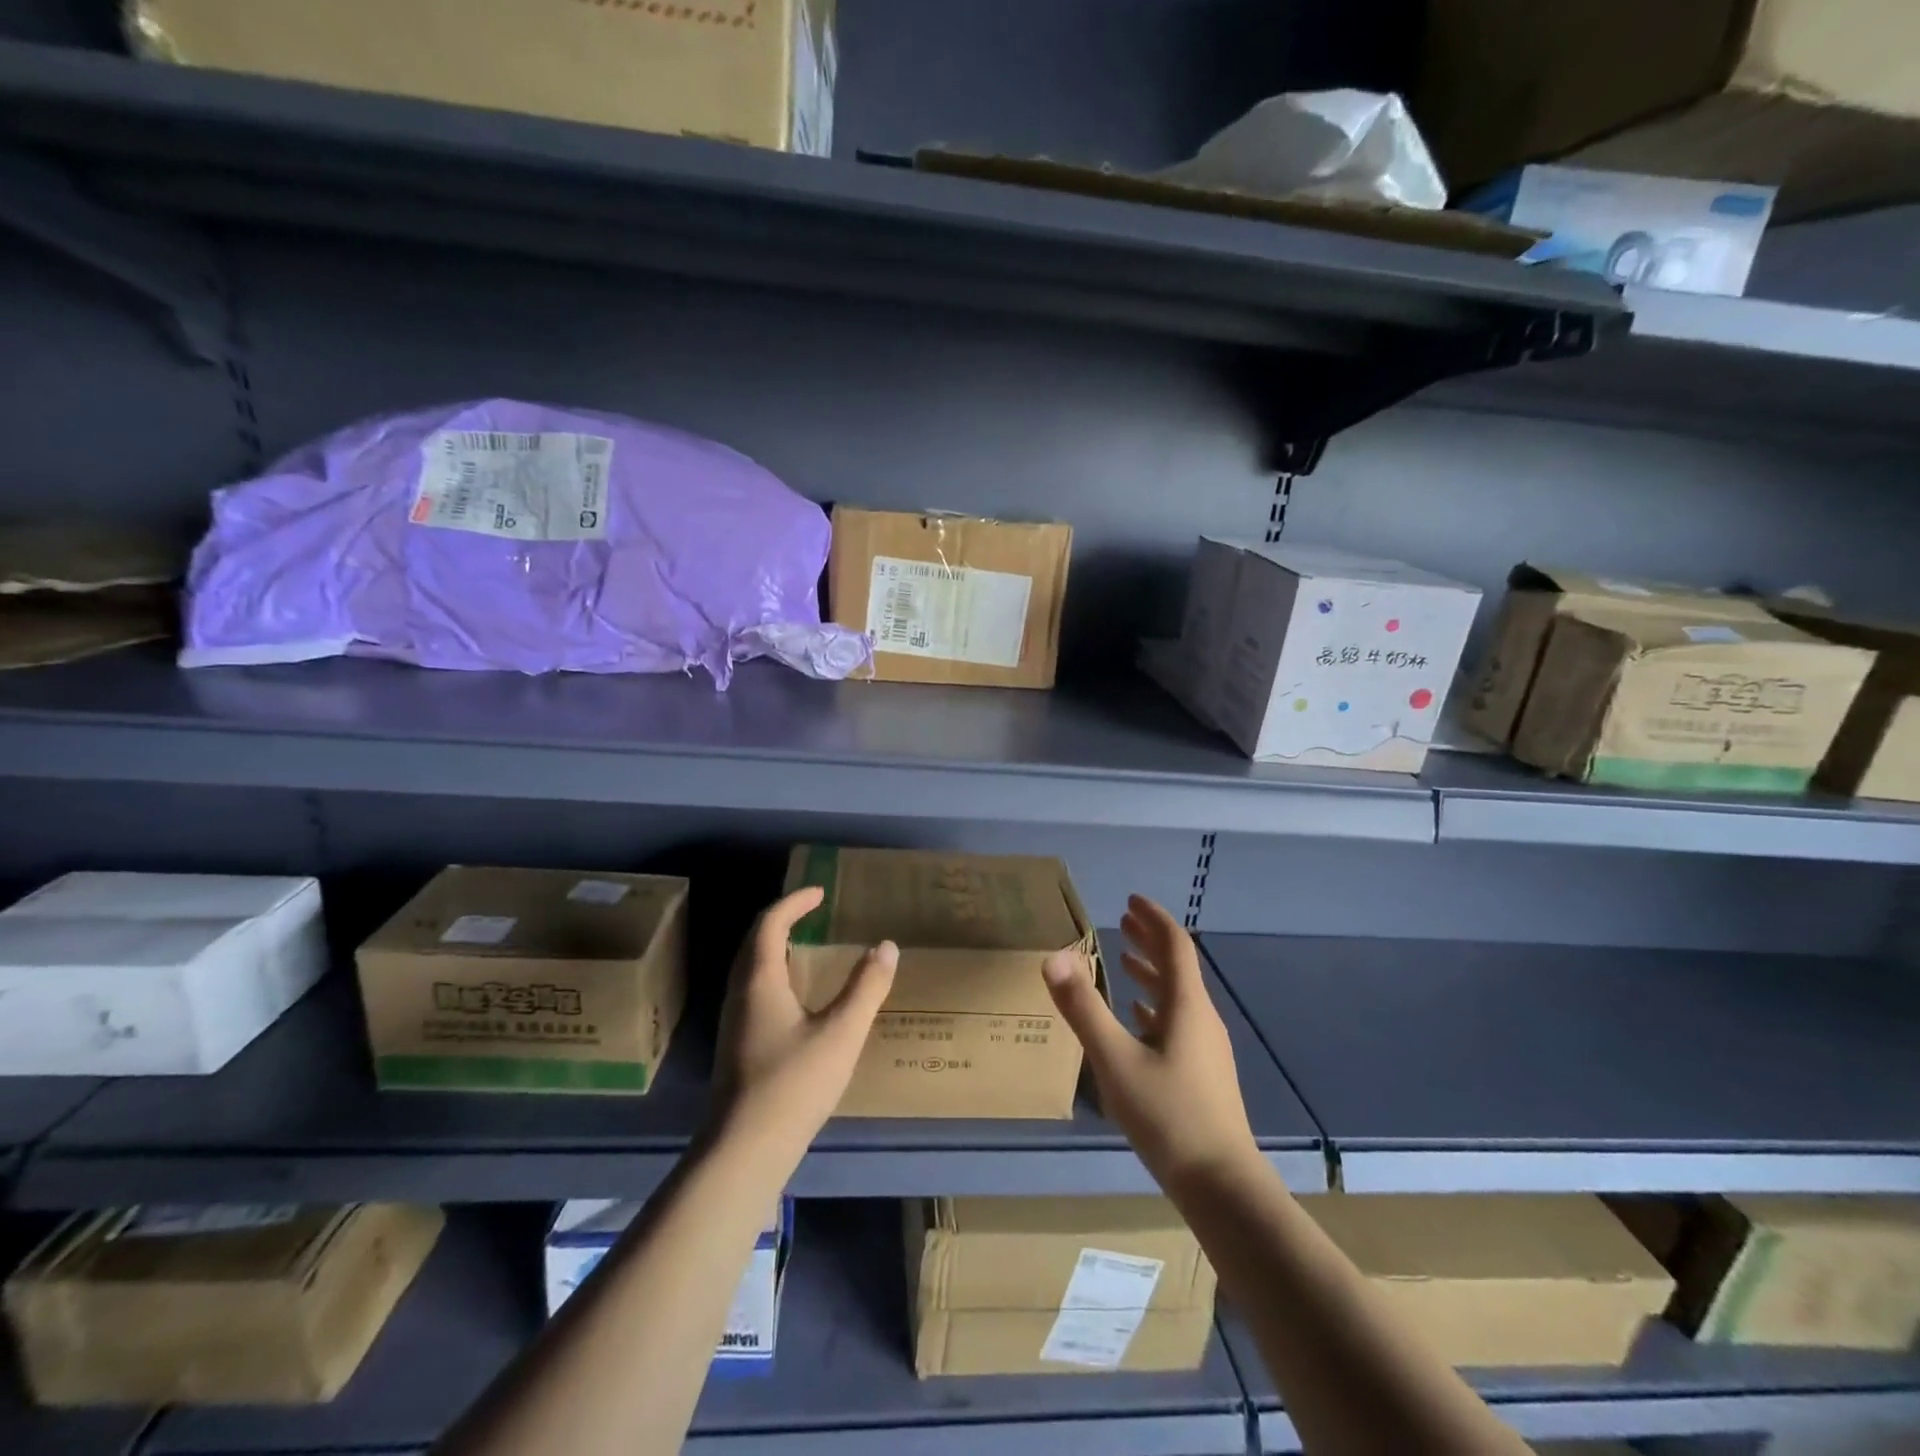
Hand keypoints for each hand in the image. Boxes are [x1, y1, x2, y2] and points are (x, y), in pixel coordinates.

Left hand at [710, 886, 897, 1163]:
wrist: (744, 1151)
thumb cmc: (794, 1084)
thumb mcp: (842, 1032)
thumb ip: (866, 987)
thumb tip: (886, 945)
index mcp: (760, 980)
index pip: (770, 923)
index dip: (794, 902)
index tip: (820, 892)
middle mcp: (740, 993)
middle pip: (754, 942)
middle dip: (782, 920)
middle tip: (812, 912)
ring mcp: (735, 1022)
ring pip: (750, 968)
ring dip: (775, 948)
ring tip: (806, 946)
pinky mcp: (737, 1045)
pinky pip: (754, 990)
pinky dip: (774, 974)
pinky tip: (796, 998)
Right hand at [1043, 894, 1257, 1190]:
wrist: (1222, 1185)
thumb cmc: (1168, 1116)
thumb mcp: (1115, 1060)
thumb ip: (1083, 1008)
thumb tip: (1054, 956)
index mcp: (1187, 1006)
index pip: (1175, 946)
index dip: (1154, 919)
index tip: (1131, 900)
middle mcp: (1201, 1019)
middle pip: (1178, 968)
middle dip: (1150, 941)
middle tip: (1123, 920)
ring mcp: (1206, 1049)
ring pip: (1177, 997)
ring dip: (1152, 974)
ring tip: (1125, 962)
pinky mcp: (1203, 1074)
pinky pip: (1178, 1024)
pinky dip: (1156, 1008)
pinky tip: (1140, 1019)